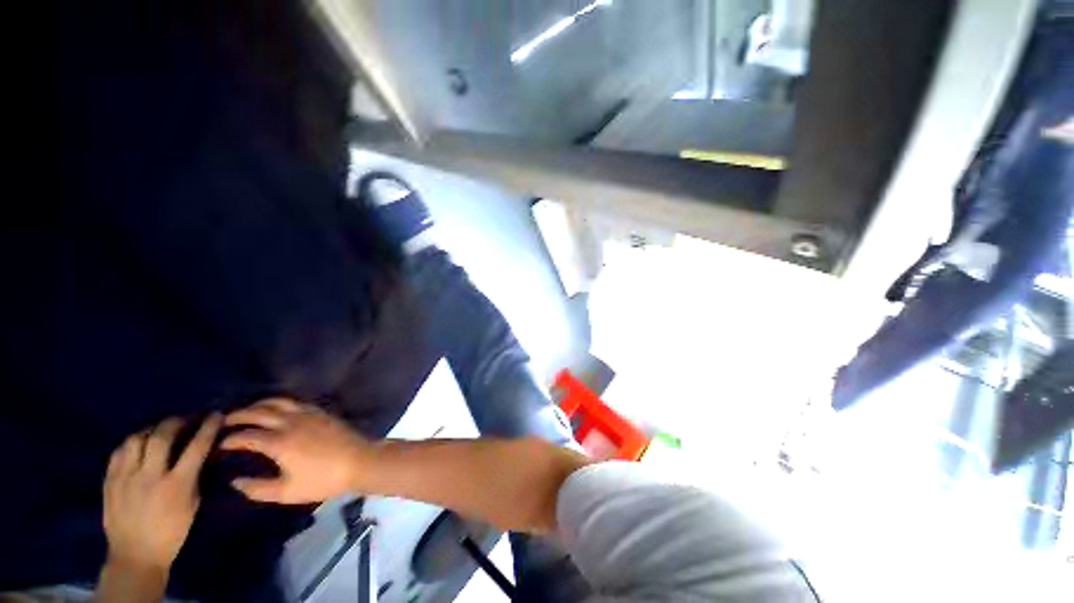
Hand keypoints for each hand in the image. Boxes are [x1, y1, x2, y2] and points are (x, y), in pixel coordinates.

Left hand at [102, 414, 220, 573]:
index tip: (216, 415)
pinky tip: (138, 445)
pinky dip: (131, 443)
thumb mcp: (191, 505)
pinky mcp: (110, 480)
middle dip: (176, 422)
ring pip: (136, 439)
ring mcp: (126, 478)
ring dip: (151, 430)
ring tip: (159, 431)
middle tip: (184, 419)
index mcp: (177, 485)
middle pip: (161, 436)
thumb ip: (193, 476)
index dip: (208, 427)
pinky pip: (119, 452)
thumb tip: (200, 453)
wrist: (135, 555)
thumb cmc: (172, 532)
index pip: (196, 447)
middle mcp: (150, 477)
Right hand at [221, 398, 372, 502]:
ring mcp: (309, 414)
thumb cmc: (323, 480)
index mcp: (280, 442)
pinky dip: (281, 402)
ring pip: (279, 401)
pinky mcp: (322, 412)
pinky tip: (278, 409)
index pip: (248, 435)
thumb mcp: (287, 492)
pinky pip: (296, 402)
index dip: (231, 438)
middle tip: (225, 420)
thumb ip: (258, 489)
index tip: (220, 443)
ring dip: (260, 404)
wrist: (358, 461)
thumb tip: (235, 482)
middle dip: (240, 414)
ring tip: (248, 410)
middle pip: (260, 412)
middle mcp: (292, 423)